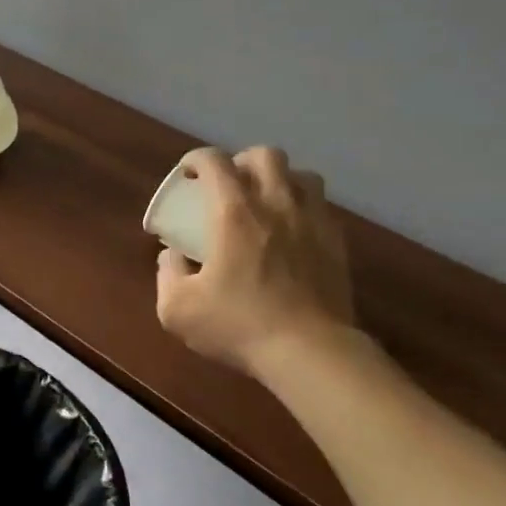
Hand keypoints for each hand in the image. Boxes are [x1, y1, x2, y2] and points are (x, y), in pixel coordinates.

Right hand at [155, 146, 356, 376]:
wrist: (309, 351)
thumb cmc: (238, 325)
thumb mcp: (178, 309)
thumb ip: (167, 274)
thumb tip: (173, 256)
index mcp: (234, 212)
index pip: (215, 161)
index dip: (197, 159)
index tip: (188, 173)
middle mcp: (276, 204)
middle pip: (266, 155)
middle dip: (243, 161)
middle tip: (231, 184)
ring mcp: (313, 221)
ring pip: (303, 176)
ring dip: (282, 179)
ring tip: (269, 201)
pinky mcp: (337, 243)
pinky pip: (322, 209)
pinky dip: (305, 210)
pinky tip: (295, 233)